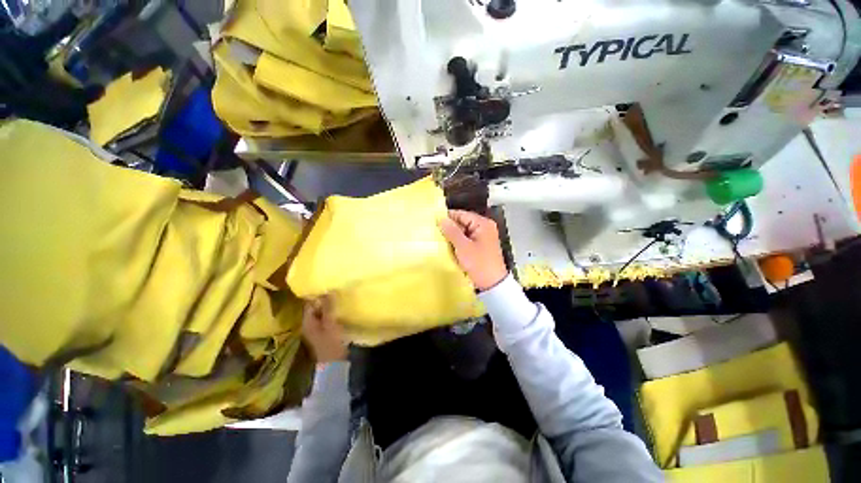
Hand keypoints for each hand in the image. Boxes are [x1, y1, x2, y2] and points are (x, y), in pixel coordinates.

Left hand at [301, 296, 347, 362]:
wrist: (334, 364)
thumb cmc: (331, 343)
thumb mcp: (330, 323)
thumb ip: (328, 308)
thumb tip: (328, 291)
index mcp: (307, 322)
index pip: (309, 304)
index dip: (317, 295)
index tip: (328, 286)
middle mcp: (309, 324)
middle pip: (315, 308)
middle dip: (324, 299)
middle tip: (335, 290)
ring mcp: (316, 329)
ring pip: (321, 313)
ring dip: (328, 306)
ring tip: (339, 297)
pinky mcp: (324, 332)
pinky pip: (326, 318)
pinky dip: (331, 313)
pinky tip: (339, 309)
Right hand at [439, 210, 507, 290]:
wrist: (492, 284)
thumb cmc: (479, 263)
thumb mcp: (463, 247)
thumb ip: (451, 231)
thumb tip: (441, 219)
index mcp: (483, 224)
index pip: (462, 214)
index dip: (448, 217)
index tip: (433, 221)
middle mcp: (484, 227)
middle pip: (463, 222)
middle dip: (450, 227)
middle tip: (435, 232)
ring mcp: (483, 236)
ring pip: (464, 231)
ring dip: (453, 236)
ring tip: (440, 239)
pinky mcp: (481, 245)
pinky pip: (467, 239)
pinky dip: (458, 242)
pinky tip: (449, 247)